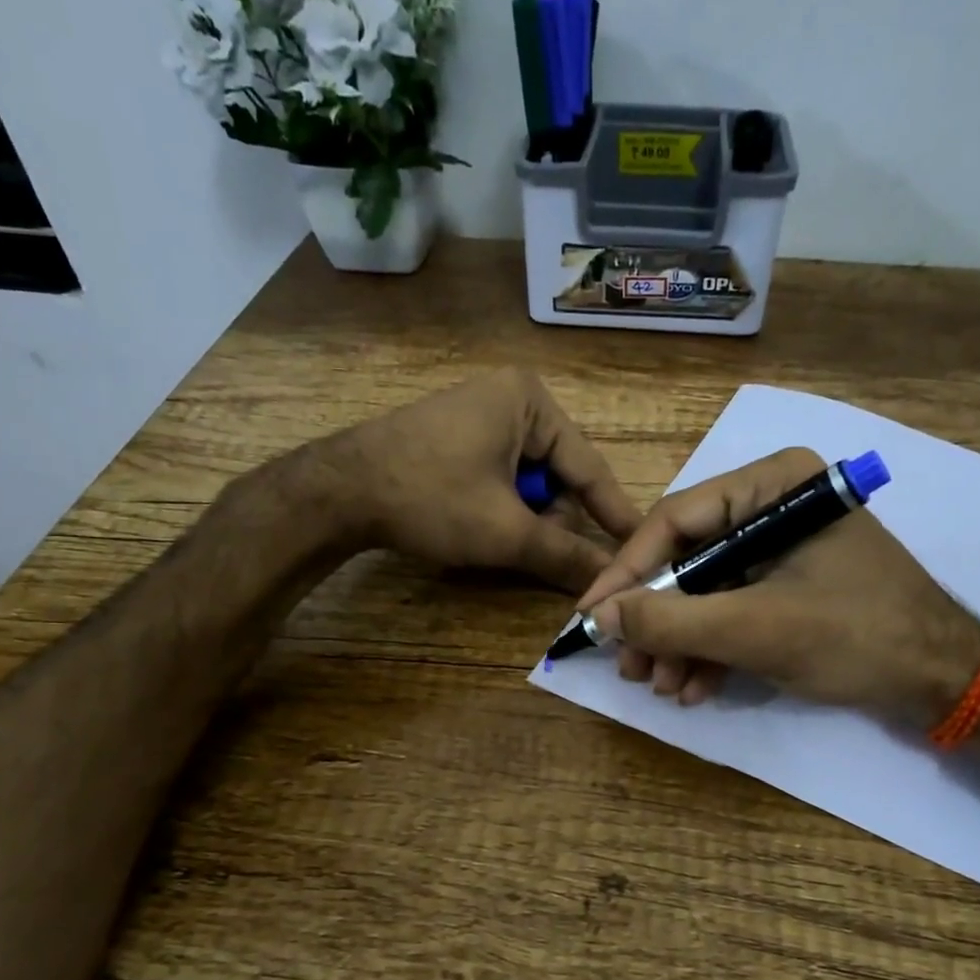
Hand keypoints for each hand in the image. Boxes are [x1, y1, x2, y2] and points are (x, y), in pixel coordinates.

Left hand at [326, 369, 640, 592]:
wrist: (337, 492)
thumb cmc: (431, 498)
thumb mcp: (506, 531)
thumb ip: (564, 554)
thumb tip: (609, 582)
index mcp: (530, 401)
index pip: (590, 467)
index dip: (615, 514)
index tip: (642, 547)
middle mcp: (510, 397)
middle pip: (558, 474)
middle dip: (554, 519)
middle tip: (544, 556)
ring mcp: (478, 414)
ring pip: (528, 481)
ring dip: (526, 518)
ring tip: (502, 542)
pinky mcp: (455, 436)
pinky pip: (499, 476)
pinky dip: (502, 508)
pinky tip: (481, 528)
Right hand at [574, 447, 979, 720]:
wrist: (945, 682)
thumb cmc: (857, 637)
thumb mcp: (757, 629)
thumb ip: (673, 621)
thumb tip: (601, 618)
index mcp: (773, 485)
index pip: (676, 520)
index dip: (626, 573)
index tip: (590, 618)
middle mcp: (772, 505)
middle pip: (687, 559)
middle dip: (656, 620)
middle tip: (629, 668)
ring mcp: (780, 547)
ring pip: (705, 591)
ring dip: (679, 643)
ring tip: (662, 688)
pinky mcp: (787, 585)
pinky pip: (732, 609)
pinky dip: (710, 649)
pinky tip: (694, 688)